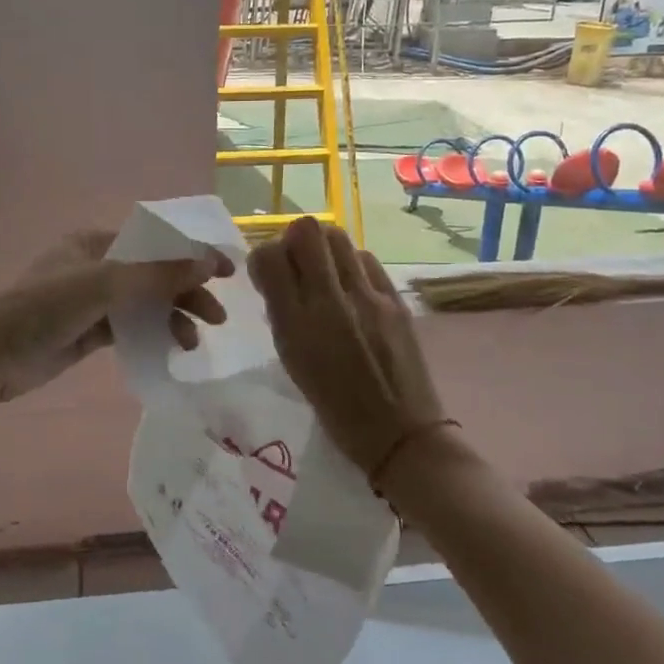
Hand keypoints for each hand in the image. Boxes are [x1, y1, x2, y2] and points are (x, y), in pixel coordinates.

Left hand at [0, 229, 231, 403]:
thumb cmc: (45, 308)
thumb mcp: (104, 284)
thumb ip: (158, 274)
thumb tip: (209, 262)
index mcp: (94, 242)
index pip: (154, 243)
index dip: (191, 255)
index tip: (227, 271)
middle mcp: (95, 266)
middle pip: (153, 275)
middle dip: (186, 292)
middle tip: (217, 317)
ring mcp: (91, 300)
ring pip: (144, 304)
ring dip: (171, 317)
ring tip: (192, 342)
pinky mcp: (89, 331)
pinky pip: (131, 327)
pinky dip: (153, 334)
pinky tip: (173, 348)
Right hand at [247, 217, 443, 473]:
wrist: (399, 433)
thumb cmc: (336, 408)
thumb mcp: (292, 361)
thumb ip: (282, 314)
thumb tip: (277, 276)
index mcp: (297, 325)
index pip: (269, 256)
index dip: (264, 258)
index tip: (268, 275)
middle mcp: (330, 301)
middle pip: (307, 230)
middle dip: (294, 241)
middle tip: (297, 265)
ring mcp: (368, 296)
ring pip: (338, 236)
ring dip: (324, 248)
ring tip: (325, 274)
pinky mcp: (395, 298)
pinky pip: (365, 259)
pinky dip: (351, 264)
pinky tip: (353, 288)